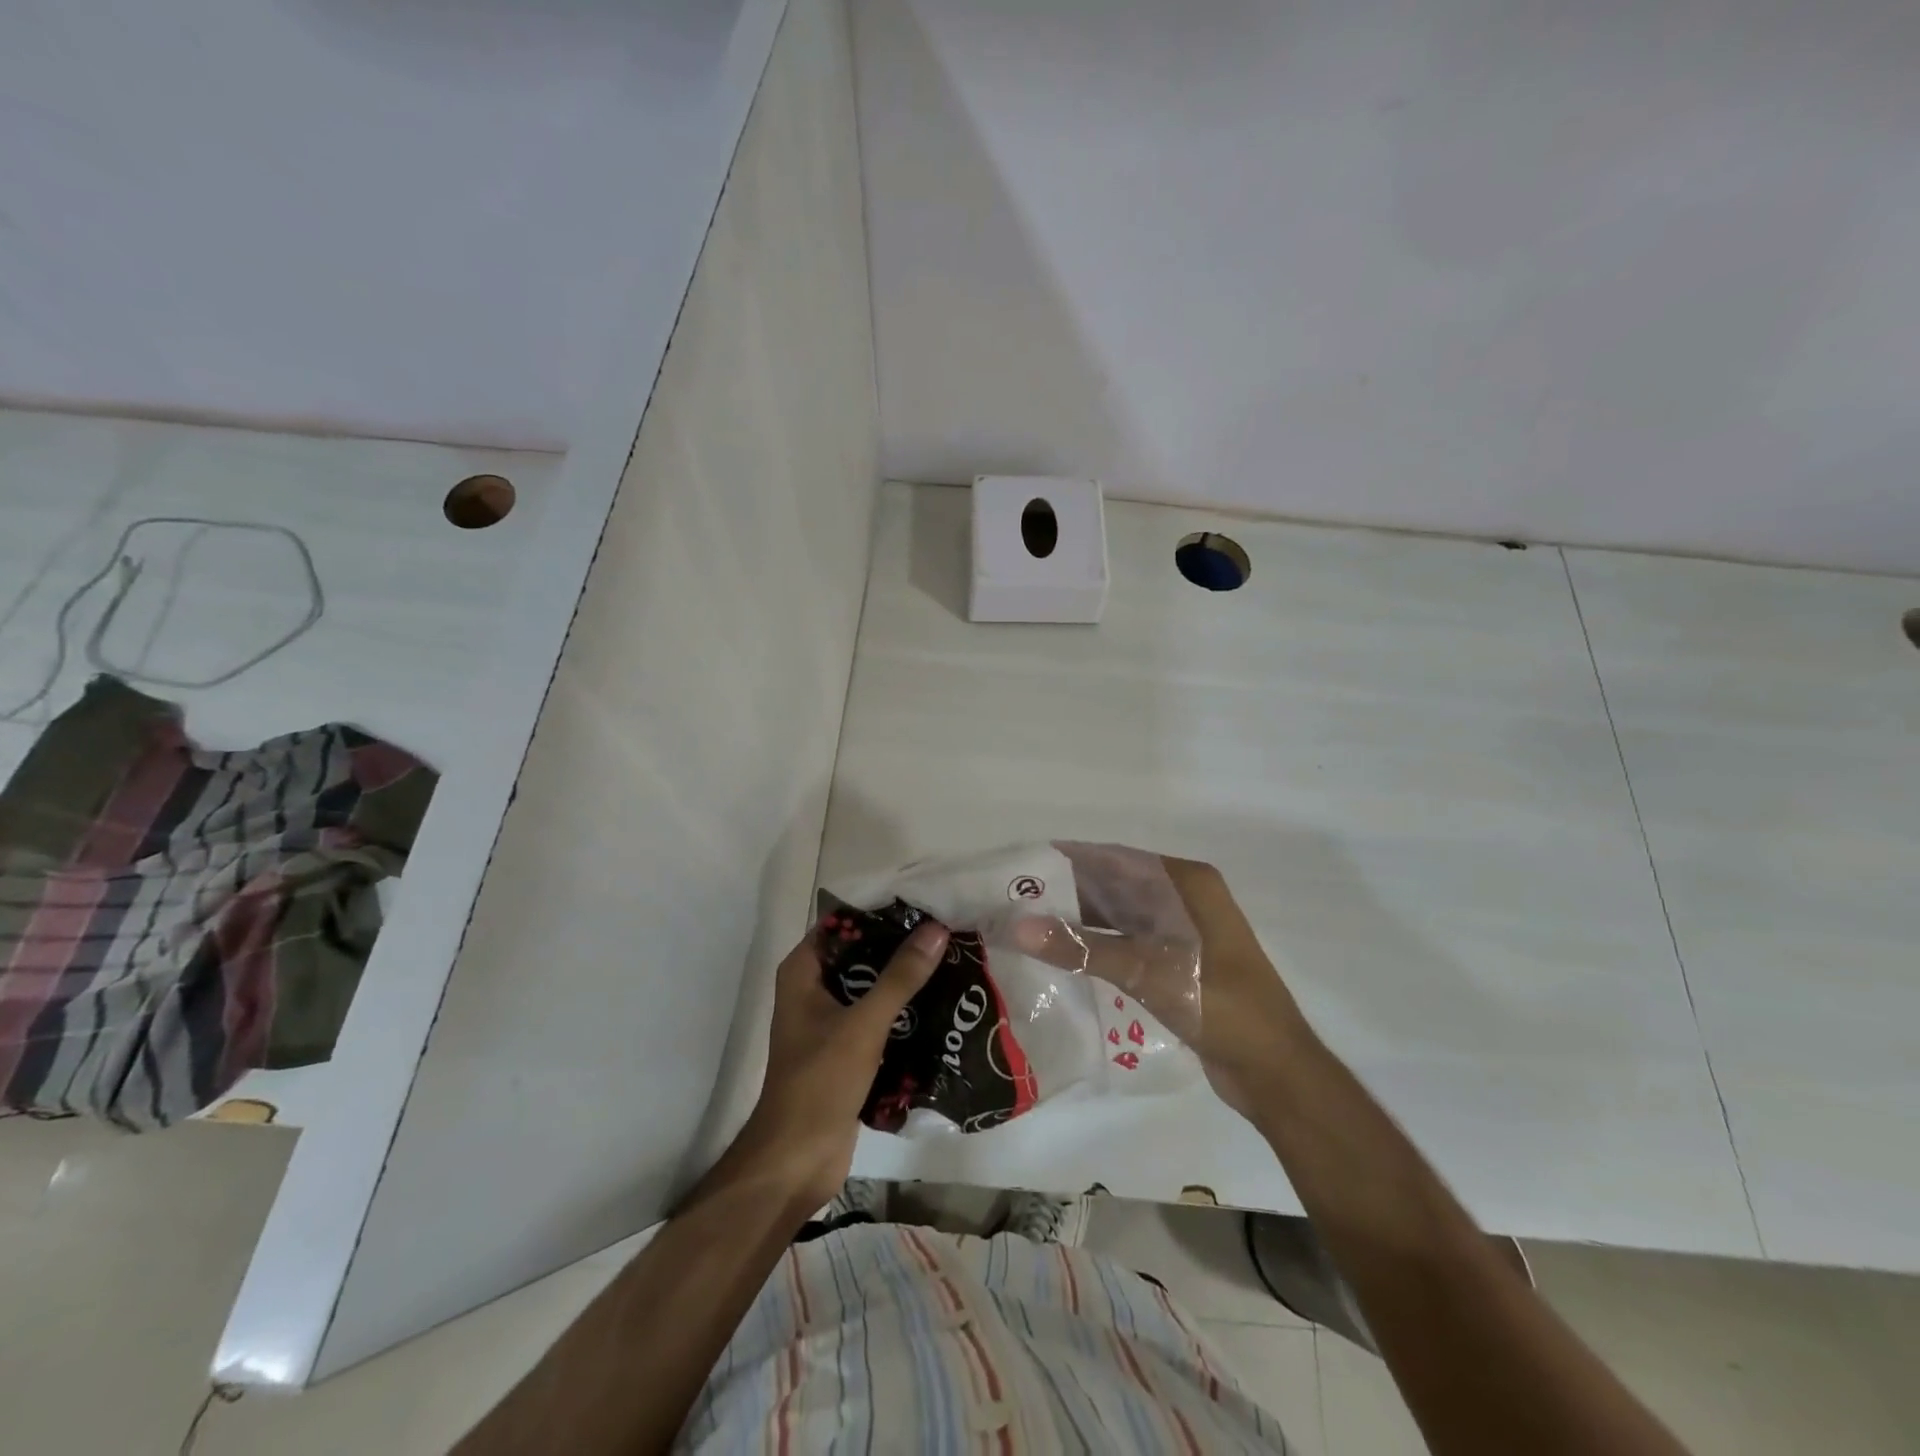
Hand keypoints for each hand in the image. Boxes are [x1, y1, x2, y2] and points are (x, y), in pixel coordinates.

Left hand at [728, 921, 948, 1210]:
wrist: (797, 1161)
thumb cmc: (820, 1082)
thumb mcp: (863, 1024)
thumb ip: (900, 977)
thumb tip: (936, 929)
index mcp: (803, 972)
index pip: (842, 923)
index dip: (879, 910)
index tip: (922, 901)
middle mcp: (813, 989)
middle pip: (861, 954)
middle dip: (900, 945)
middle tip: (946, 930)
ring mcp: (829, 1021)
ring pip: (872, 987)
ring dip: (905, 979)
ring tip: (952, 960)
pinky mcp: (847, 1049)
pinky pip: (878, 1018)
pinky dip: (904, 1010)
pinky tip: (941, 1003)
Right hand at [1009, 849, 1312, 1120]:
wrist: (1276, 1073)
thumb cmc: (1222, 1007)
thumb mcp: (1149, 973)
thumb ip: (1083, 948)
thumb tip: (1017, 926)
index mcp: (1186, 883)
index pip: (1115, 859)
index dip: (1069, 861)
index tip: (1021, 868)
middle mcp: (1184, 899)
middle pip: (1115, 886)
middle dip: (1068, 893)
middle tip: (1015, 902)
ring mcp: (1183, 933)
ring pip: (1120, 917)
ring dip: (1080, 922)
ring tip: (1027, 928)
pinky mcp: (1179, 965)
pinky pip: (1129, 944)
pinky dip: (1098, 947)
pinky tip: (1063, 958)